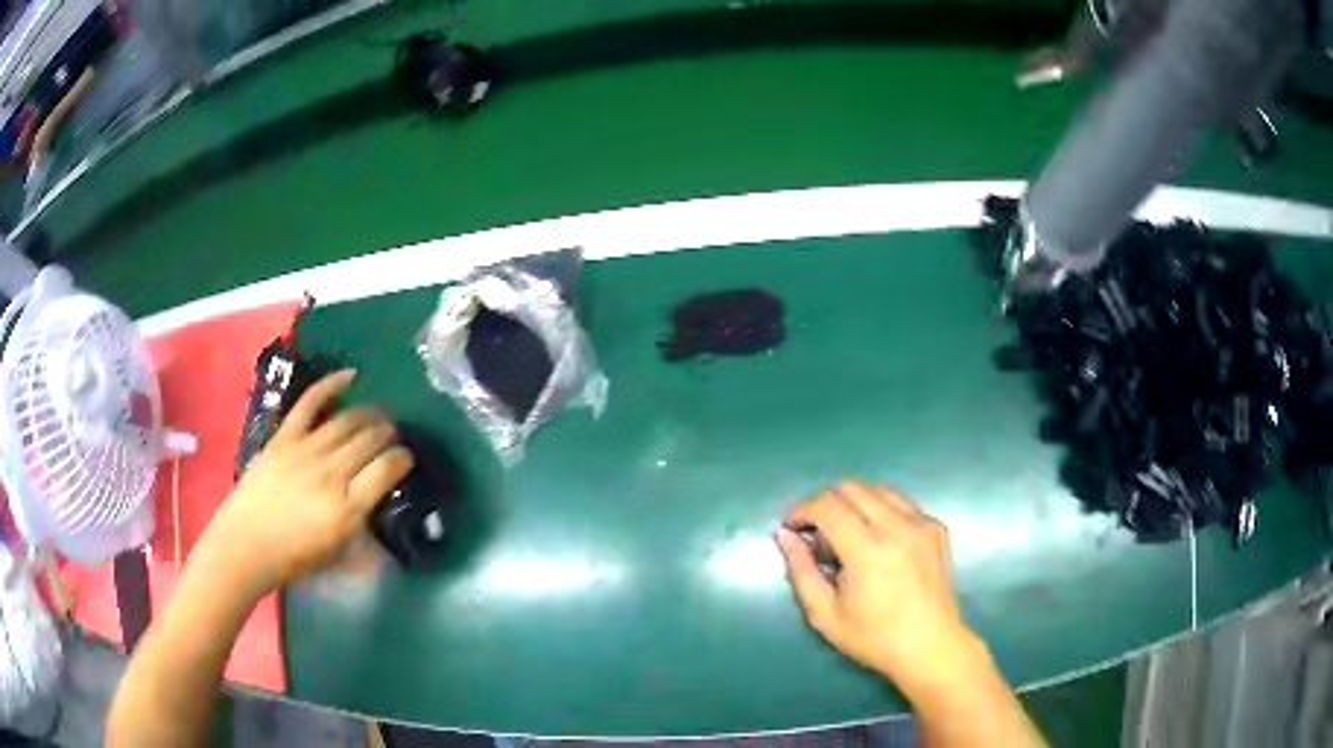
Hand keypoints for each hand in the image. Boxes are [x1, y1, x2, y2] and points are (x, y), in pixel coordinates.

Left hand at [200, 371, 413, 594]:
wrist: (247, 544)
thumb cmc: (293, 558)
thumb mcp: (338, 556)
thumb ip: (364, 536)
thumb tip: (381, 517)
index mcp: (348, 508)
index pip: (387, 469)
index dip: (403, 459)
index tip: (407, 459)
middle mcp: (331, 473)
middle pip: (371, 439)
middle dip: (389, 434)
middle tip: (393, 436)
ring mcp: (306, 450)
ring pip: (348, 420)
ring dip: (369, 414)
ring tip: (377, 416)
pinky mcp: (285, 437)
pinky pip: (311, 402)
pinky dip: (331, 385)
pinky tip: (349, 376)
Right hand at [776, 482, 984, 697]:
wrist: (931, 647)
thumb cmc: (874, 639)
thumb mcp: (825, 614)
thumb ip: (801, 571)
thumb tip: (785, 536)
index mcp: (868, 550)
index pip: (827, 506)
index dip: (802, 510)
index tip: (791, 527)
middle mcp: (897, 526)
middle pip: (851, 488)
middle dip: (825, 503)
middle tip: (815, 534)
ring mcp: (922, 523)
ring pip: (877, 489)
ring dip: (852, 502)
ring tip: (845, 535)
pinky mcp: (936, 527)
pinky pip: (901, 503)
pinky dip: (879, 510)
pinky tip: (876, 540)